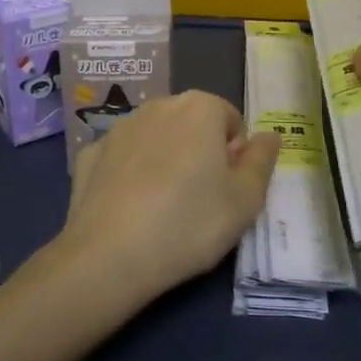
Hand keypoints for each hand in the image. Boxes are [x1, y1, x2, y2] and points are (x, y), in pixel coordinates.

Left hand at [55, 92, 279, 303]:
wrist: (109, 256)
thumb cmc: (190, 223)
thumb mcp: (245, 200)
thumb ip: (262, 161)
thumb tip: (270, 135)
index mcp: (200, 107)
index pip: (231, 121)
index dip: (235, 156)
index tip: (227, 191)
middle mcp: (159, 105)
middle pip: (192, 124)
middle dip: (200, 152)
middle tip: (201, 201)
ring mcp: (119, 127)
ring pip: (156, 138)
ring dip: (165, 160)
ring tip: (163, 209)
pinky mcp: (89, 153)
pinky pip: (122, 158)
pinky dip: (130, 174)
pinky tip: (129, 208)